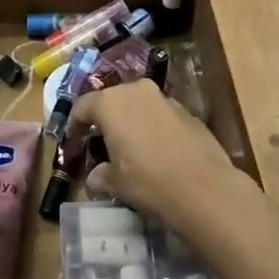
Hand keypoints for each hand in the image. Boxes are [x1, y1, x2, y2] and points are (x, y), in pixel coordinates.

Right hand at [72, 80, 249, 233]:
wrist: (205, 188)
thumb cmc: (149, 182)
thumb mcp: (117, 183)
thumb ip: (102, 175)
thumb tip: (96, 176)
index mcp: (111, 103)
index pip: (83, 106)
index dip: (75, 123)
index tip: (73, 140)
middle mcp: (136, 91)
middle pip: (112, 99)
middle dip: (105, 118)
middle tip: (101, 140)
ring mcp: (164, 98)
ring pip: (139, 104)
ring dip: (131, 120)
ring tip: (130, 145)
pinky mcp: (187, 110)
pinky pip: (160, 114)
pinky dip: (153, 126)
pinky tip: (157, 149)